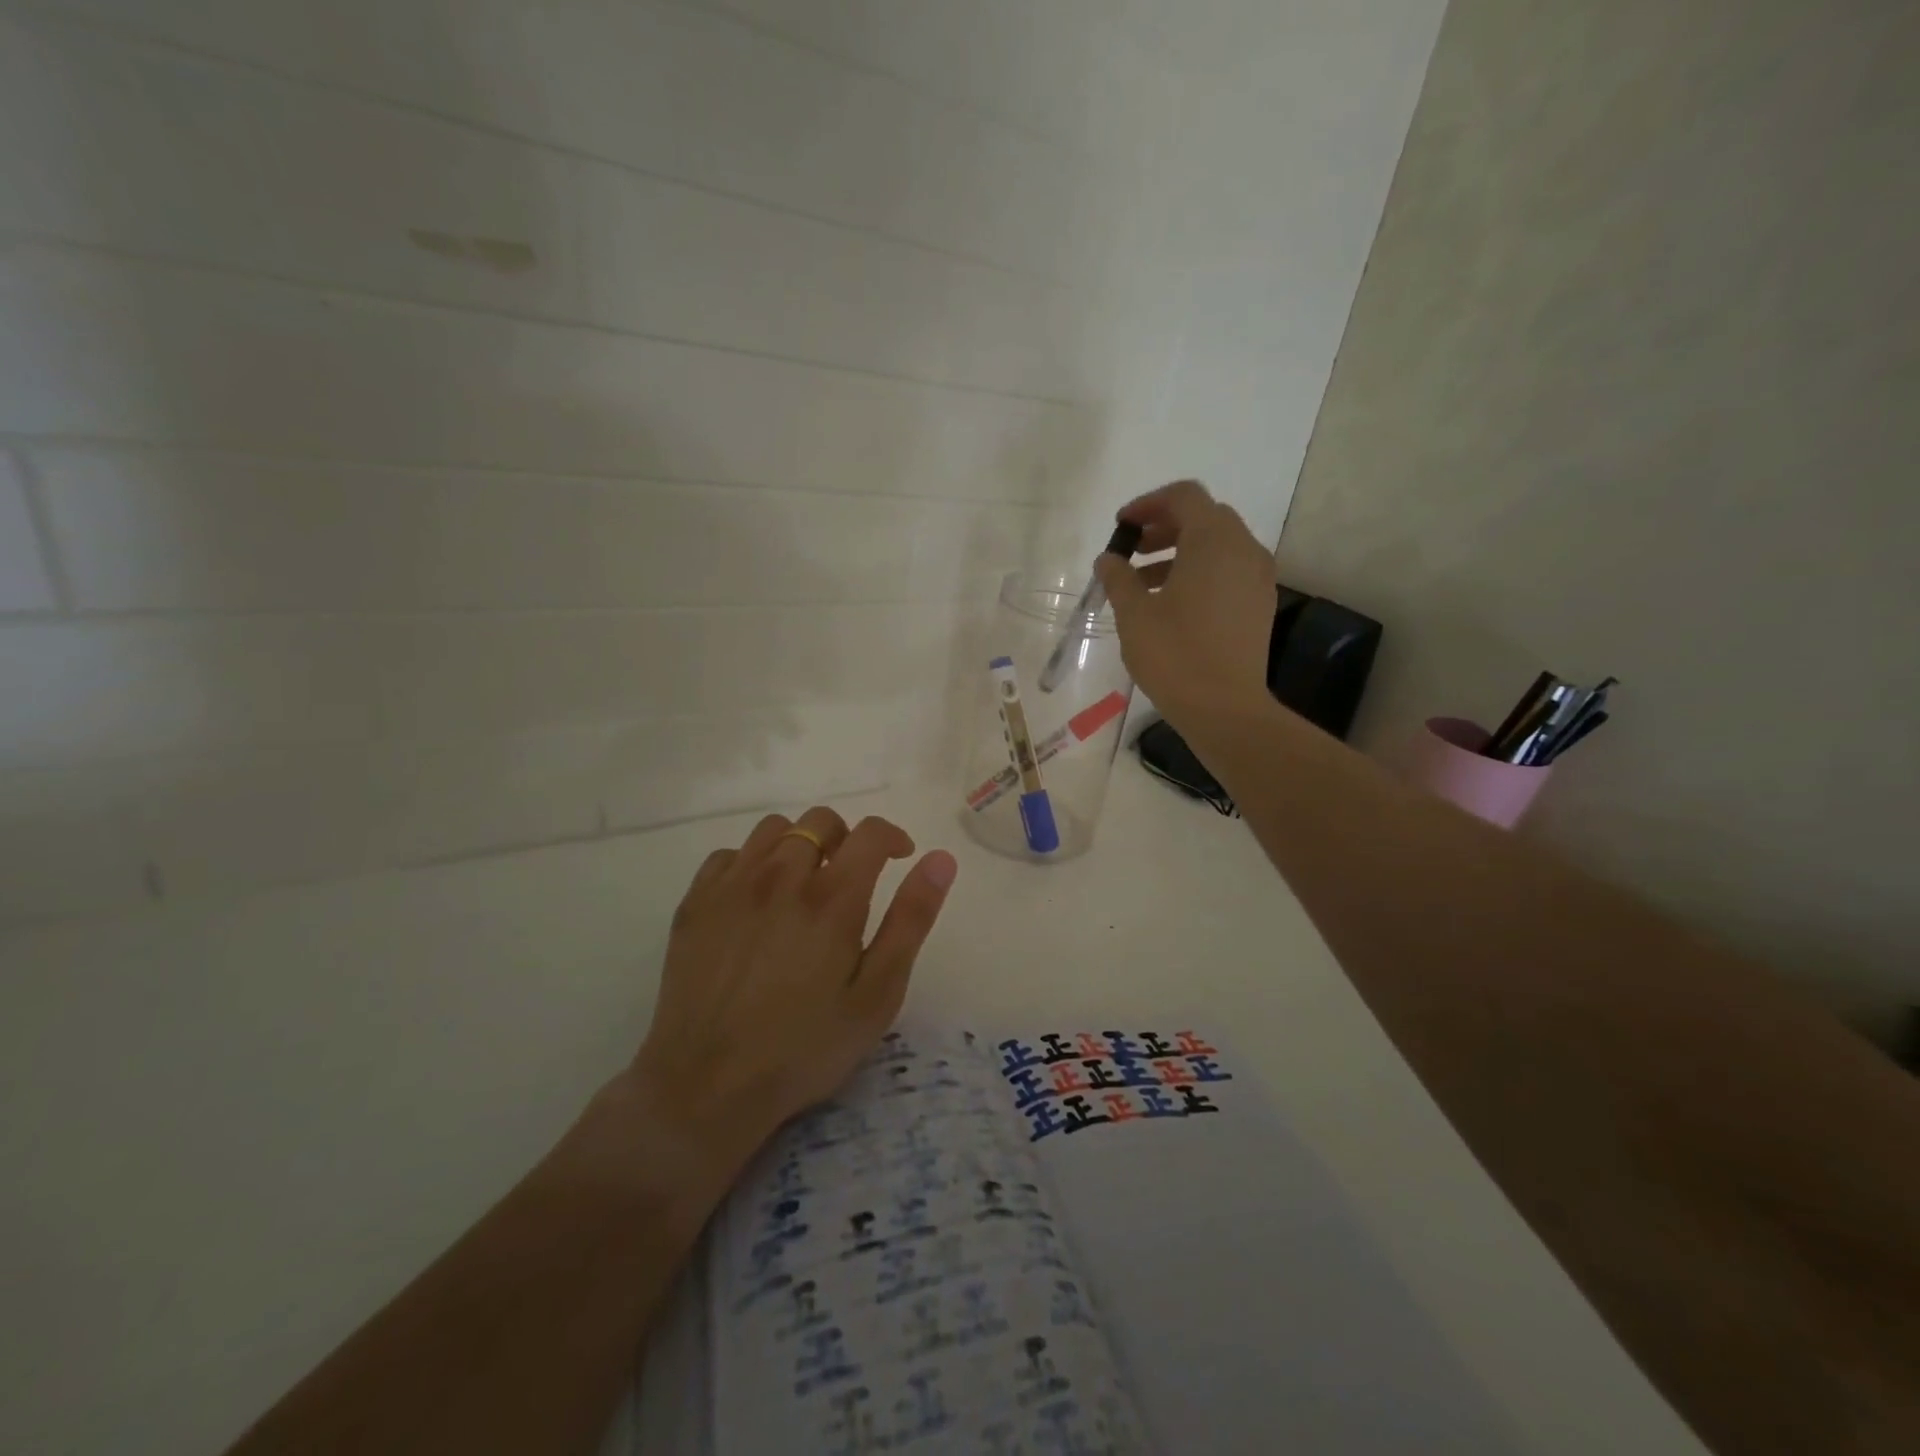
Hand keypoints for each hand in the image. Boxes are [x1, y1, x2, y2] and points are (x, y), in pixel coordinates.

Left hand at [628, 807, 957, 1173]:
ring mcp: (732, 885)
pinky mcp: (695, 903)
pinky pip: (729, 855)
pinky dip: (751, 863)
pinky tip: (755, 901)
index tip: (899, 858)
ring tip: (802, 886)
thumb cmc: (805, 1047)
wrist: (706, 1087)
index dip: (893, 837)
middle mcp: (781, 875)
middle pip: (820, 821)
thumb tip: (940, 860)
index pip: (871, 832)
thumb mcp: (877, 994)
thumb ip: (911, 920)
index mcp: (832, 897)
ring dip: (798, 845)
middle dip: (846, 839)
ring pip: (774, 829)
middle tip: (850, 880)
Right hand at [1095, 479, 1277, 725]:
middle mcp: (1243, 549)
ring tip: (1143, 584)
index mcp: (1213, 541)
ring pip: (1217, 547)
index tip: (1121, 527)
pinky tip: (1171, 604)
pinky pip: (1228, 571)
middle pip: (1204, 518)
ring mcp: (1257, 578)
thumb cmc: (1175, 655)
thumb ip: (1118, 578)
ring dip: (1180, 553)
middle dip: (1163, 528)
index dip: (1148, 504)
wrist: (1225, 708)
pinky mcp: (1259, 605)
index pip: (1184, 497)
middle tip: (1131, 553)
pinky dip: (1200, 573)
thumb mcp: (1134, 614)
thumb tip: (1109, 559)